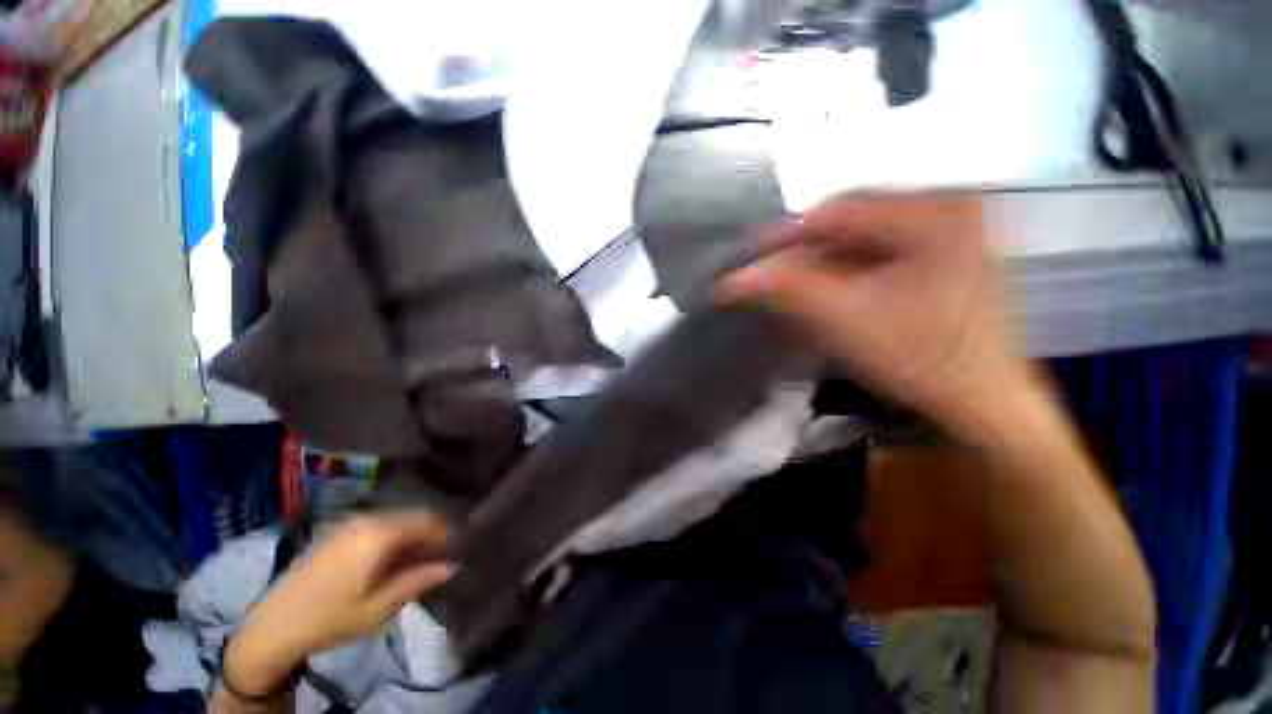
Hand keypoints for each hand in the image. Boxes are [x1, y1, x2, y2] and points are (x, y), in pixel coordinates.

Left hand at [225, 512, 451, 696]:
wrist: (272, 626)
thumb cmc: (329, 619)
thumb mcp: (378, 608)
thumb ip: (418, 581)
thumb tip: (453, 565)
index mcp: (379, 534)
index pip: (429, 521)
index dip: (447, 535)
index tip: (457, 552)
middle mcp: (367, 519)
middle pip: (414, 517)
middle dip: (431, 535)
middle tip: (439, 559)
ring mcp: (351, 522)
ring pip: (398, 520)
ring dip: (413, 537)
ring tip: (418, 562)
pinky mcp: (340, 531)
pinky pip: (380, 525)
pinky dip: (395, 537)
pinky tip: (393, 560)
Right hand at [719, 194, 1033, 442]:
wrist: (986, 407)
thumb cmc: (922, 360)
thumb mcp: (846, 320)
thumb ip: (785, 290)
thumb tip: (731, 281)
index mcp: (932, 213)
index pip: (835, 212)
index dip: (781, 238)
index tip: (744, 261)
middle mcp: (943, 211)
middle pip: (848, 226)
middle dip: (799, 255)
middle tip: (762, 278)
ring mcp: (946, 237)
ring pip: (858, 244)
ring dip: (816, 268)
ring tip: (783, 290)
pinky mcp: (940, 262)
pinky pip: (875, 259)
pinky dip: (840, 277)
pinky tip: (819, 296)